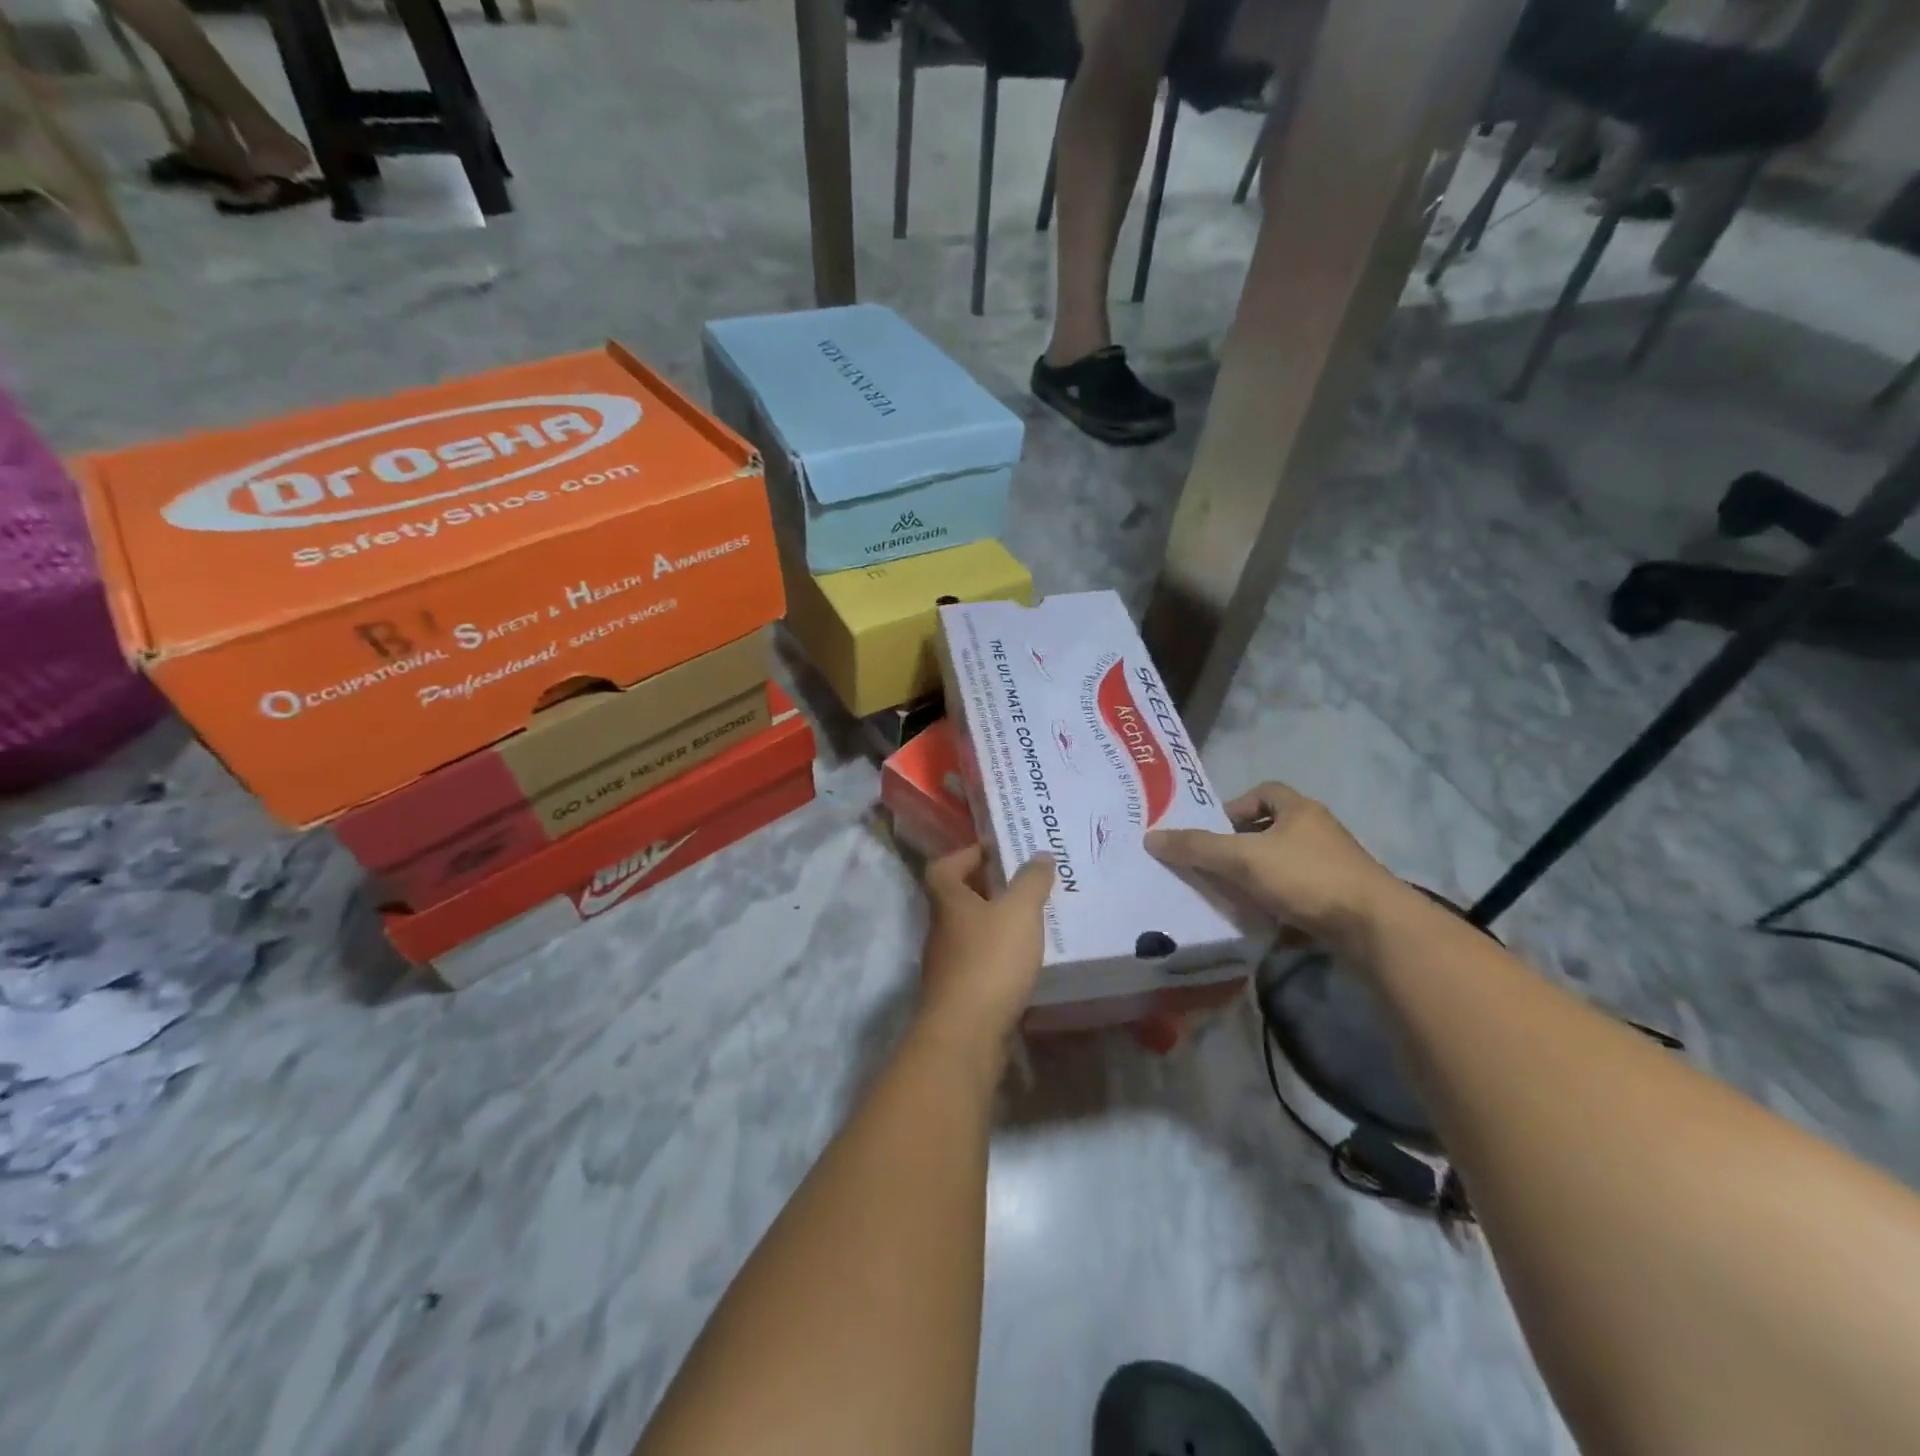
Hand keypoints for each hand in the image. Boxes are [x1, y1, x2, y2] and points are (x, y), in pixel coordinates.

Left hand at [916, 846, 1054, 1077]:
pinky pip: (980, 962)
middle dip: (988, 889)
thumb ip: (1031, 881)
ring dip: (995, 923)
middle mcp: (941, 929)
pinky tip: (1025, 961)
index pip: (944, 866)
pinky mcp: (960, 994)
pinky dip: (999, 956)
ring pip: (970, 932)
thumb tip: (1040, 855)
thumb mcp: (1019, 912)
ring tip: (1031, 920)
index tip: (997, 852)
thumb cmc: (990, 961)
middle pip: (958, 899)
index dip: (967, 854)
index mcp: (947, 900)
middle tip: (1024, 884)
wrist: (966, 1034)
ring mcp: (947, 964)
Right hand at [1144, 782, 1397, 945]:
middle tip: (1214, 867)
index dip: (1234, 807)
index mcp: (1299, 811)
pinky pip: (1300, 900)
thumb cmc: (1307, 877)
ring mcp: (1334, 869)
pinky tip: (1262, 928)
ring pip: (1285, 868)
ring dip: (1258, 882)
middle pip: (1272, 832)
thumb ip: (1197, 847)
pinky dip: (1280, 911)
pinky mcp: (1342, 903)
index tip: (1214, 831)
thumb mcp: (1243, 858)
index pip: (1264, 792)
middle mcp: (1319, 833)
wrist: (1375, 928)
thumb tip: (1151, 837)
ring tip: (1231, 899)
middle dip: (1242, 849)